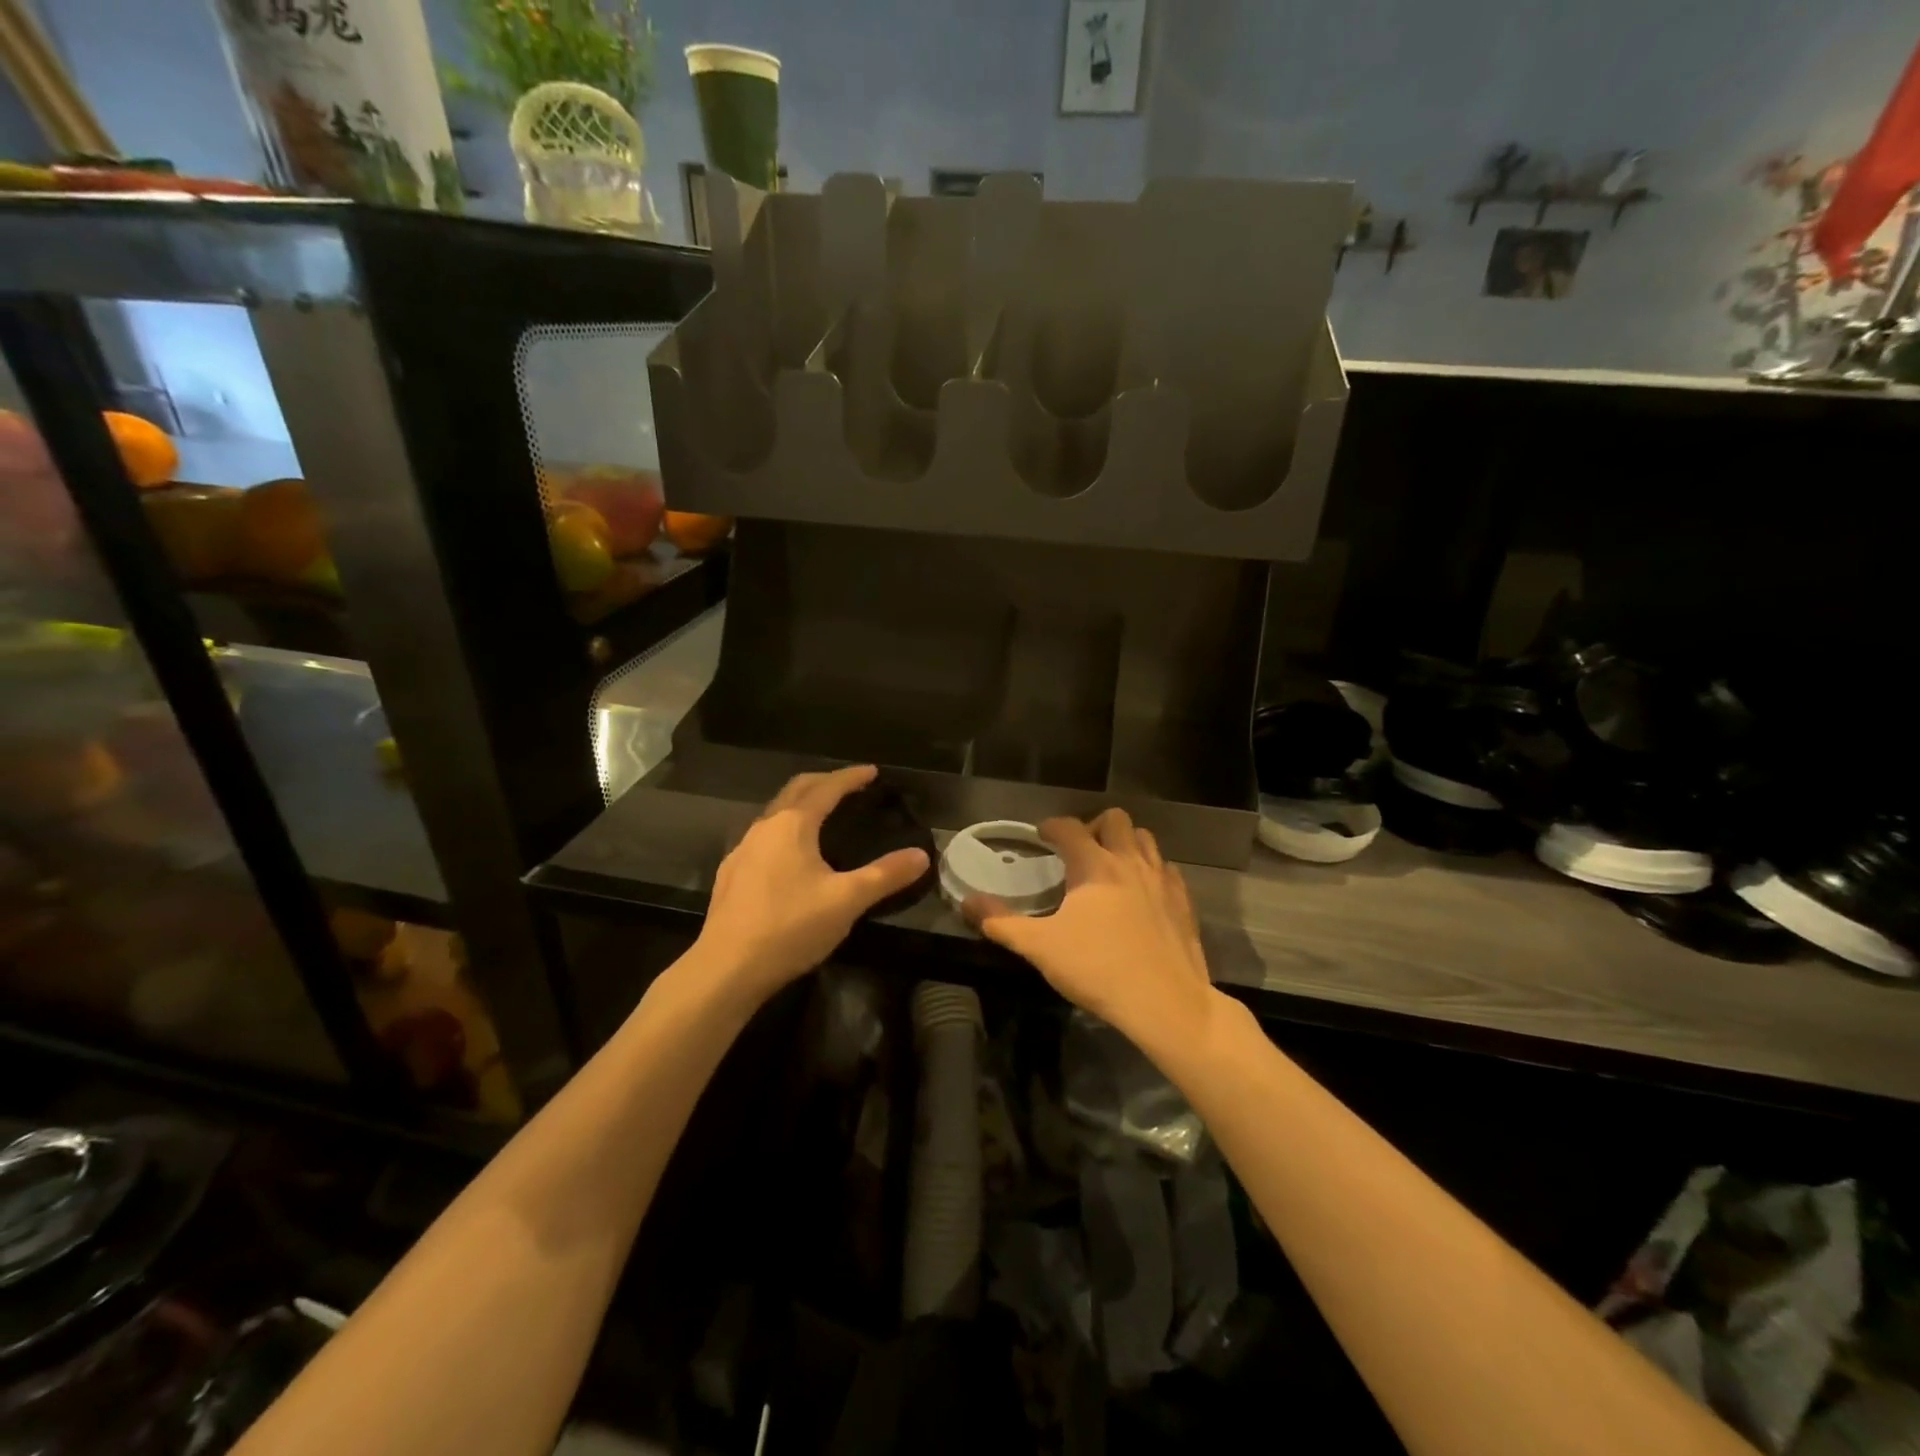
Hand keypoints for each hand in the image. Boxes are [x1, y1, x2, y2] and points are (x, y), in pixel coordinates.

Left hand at [693, 765, 929, 1002]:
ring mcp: (742, 851)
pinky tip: (789, 855)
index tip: (872, 771)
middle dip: (824, 782)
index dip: (851, 777)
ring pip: (775, 813)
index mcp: (792, 825)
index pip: (827, 788)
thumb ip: (885, 875)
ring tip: (822, 815)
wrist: (727, 969)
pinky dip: (784, 830)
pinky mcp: (731, 875)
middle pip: (796, 790)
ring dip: (801, 804)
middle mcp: (764, 828)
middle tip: (849, 785)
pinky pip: (762, 837)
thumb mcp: (847, 901)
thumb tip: (921, 856)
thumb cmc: (790, 927)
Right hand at [962, 809, 1220, 1049]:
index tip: (1041, 836)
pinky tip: (1142, 892)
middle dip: (1093, 826)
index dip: (1051, 826)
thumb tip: (967, 902)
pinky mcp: (1183, 901)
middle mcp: (1129, 862)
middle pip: (1114, 819)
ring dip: (1125, 842)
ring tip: (1110, 865)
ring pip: (1145, 838)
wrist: (1166, 1003)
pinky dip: (1151, 870)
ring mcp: (1162, 880)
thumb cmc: (1098, 969)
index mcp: (1093, 865)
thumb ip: (1002, 923)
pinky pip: (1166, 869)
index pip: (1069, 827)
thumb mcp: (1041, 948)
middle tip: (1079, 850)